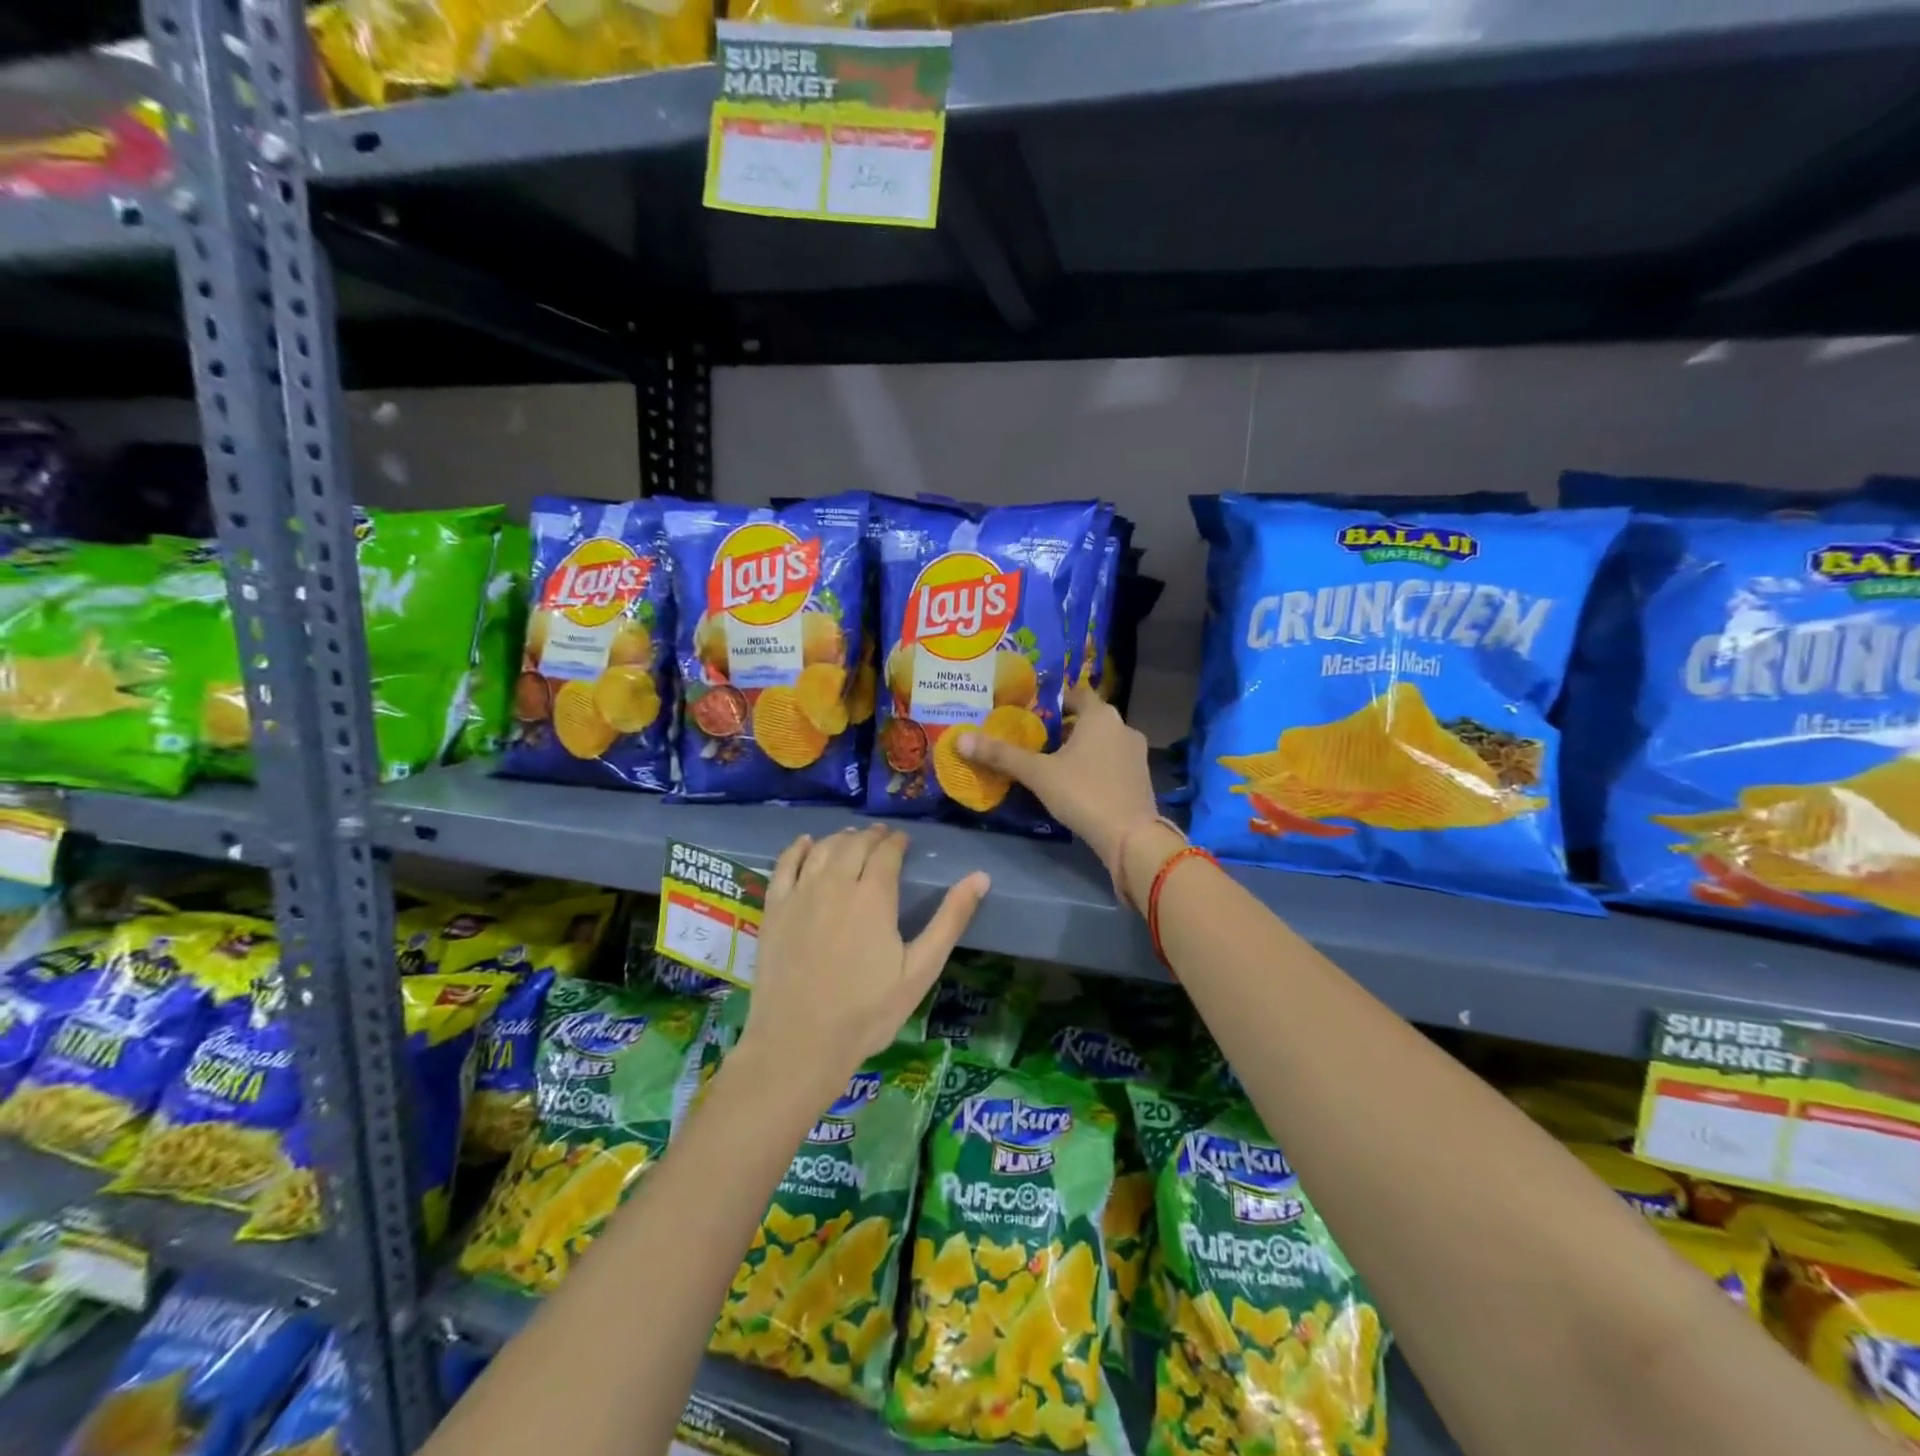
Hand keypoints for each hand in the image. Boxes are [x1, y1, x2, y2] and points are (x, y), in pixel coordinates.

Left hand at [743, 826, 987, 1103]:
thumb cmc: (867, 1012)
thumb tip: (980, 877)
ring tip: (852, 837)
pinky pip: (785, 864)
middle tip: (882, 837)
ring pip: (823, 849)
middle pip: (854, 844)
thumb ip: (950, 920)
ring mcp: (800, 894)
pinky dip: (798, 848)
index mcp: (873, 896)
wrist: (799, 1042)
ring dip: (841, 838)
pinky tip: (807, 844)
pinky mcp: (774, 909)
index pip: (887, 852)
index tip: (904, 840)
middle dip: (872, 836)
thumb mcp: (920, 970)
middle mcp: (835, 884)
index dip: (897, 841)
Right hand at [955, 680, 1157, 867]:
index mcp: (1100, 715)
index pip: (1075, 694)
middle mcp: (1123, 727)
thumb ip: (1001, 755)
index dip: (1053, 699)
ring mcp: (1135, 753)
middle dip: (1062, 727)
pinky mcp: (1140, 778)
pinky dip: (1094, 765)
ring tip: (1050, 762)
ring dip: (1079, 747)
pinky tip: (1075, 783)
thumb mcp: (1038, 774)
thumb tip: (961, 739)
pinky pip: (1111, 761)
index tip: (1030, 709)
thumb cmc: (1083, 793)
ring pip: (1101, 741)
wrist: (1131, 837)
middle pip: (1087, 718)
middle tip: (1033, 738)